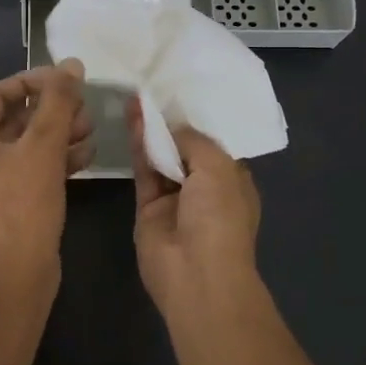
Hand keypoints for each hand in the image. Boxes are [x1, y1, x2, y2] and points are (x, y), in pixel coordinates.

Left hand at [0, 61, 92, 289]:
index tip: (66, 80)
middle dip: (52, 110)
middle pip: (14, 119)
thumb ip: (58, 103)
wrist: (19, 277)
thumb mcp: (43, 148)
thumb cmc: (23, 206)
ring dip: (59, 133)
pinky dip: (56, 159)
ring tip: (91, 129)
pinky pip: (31, 169)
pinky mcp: (8, 203)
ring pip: (26, 145)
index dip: (32, 81)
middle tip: (84, 107)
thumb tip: (71, 64)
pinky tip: (86, 156)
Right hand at [127, 99, 261, 317]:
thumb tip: (173, 128)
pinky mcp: (148, 208)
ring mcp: (175, 199)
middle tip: (153, 90)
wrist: (196, 274)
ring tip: (137, 97)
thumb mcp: (218, 168)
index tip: (180, 94)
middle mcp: (204, 188)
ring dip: (151, 130)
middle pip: (184, 149)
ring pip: (161, 157)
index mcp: (232, 180)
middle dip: (170, 123)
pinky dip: (138, 145)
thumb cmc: (219, 218)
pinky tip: (132, 117)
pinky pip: (143, 170)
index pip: (213, 145)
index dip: (197, 121)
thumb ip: (194, 140)